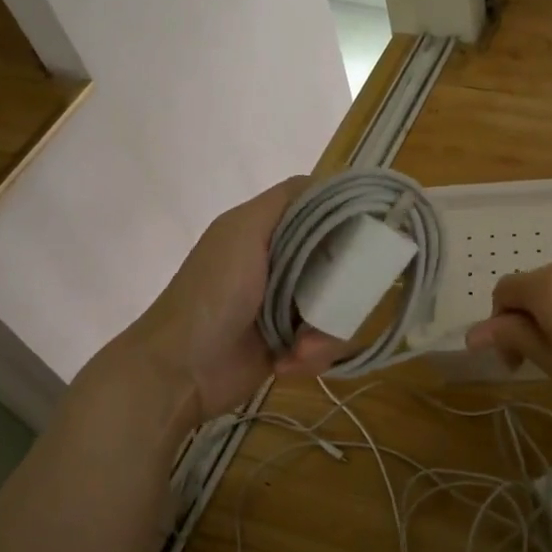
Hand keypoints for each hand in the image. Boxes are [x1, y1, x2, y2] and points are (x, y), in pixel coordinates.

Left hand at [116, 179, 343, 421]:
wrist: (180, 370)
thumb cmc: (212, 294)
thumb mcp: (242, 232)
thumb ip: (283, 202)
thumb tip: (326, 181)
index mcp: (267, 232)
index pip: (321, 213)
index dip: (347, 220)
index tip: (371, 235)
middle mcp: (280, 264)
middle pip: (337, 265)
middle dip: (341, 292)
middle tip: (334, 306)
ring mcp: (286, 306)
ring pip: (335, 308)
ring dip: (324, 333)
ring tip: (302, 348)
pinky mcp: (289, 344)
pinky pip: (323, 344)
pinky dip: (311, 356)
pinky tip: (289, 363)